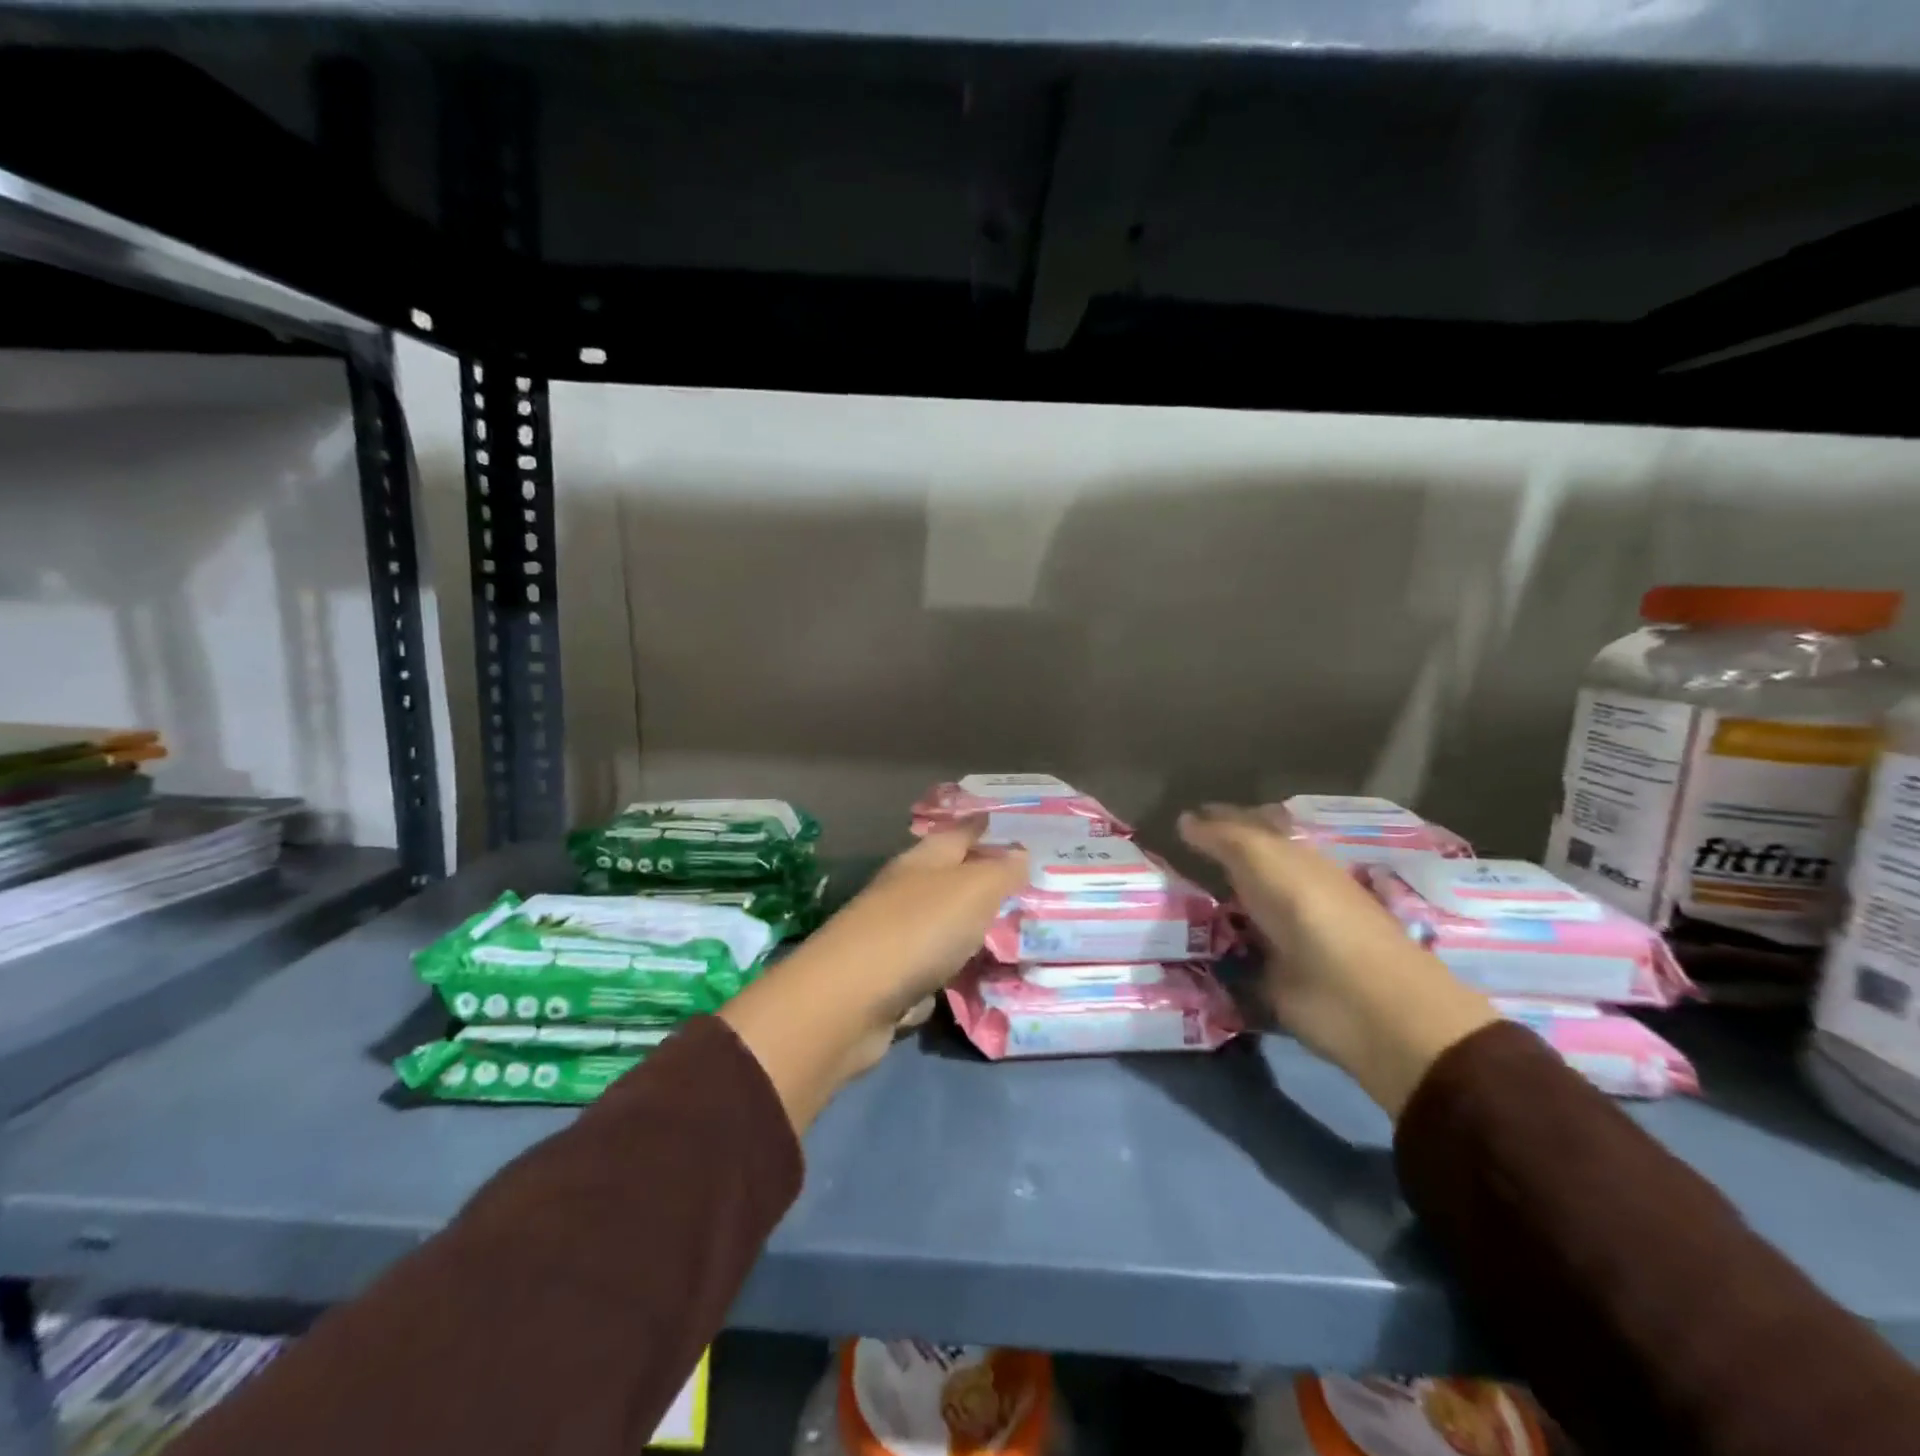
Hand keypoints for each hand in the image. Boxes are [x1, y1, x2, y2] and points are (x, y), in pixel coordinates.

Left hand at [805, 821, 1029, 1022]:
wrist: (849, 1002)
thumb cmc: (917, 930)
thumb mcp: (972, 890)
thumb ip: (1000, 872)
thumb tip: (1019, 852)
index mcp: (921, 861)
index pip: (958, 833)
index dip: (983, 826)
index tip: (1009, 824)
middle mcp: (904, 892)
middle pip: (948, 878)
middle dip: (982, 879)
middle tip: (1027, 884)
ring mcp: (894, 937)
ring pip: (941, 924)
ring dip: (969, 927)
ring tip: (1012, 932)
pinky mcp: (891, 982)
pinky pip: (932, 969)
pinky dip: (951, 971)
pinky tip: (975, 978)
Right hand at [1179, 804, 1497, 1118]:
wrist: (1358, 997)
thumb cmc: (1312, 912)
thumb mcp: (1264, 859)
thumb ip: (1224, 837)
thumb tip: (1185, 818)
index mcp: (1295, 858)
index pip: (1252, 829)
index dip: (1220, 822)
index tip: (1180, 822)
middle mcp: (1288, 895)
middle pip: (1241, 875)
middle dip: (1207, 869)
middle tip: (1162, 866)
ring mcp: (1281, 939)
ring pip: (1234, 916)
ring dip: (1202, 914)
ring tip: (1157, 908)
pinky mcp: (1271, 981)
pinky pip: (1230, 961)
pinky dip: (1206, 956)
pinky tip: (1176, 951)